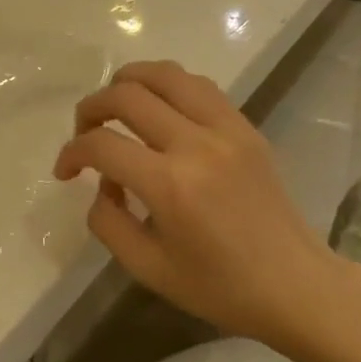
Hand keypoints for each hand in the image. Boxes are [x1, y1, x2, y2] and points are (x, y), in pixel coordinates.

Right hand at [53, 60, 360, 340]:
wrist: (295, 285)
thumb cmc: (220, 287)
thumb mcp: (148, 268)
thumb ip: (108, 222)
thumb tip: (101, 185)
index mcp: (170, 185)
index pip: (101, 144)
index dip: (71, 152)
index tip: (65, 171)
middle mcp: (196, 144)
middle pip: (127, 95)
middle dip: (91, 108)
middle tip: (84, 132)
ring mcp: (226, 129)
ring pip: (165, 74)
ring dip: (128, 81)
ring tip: (115, 106)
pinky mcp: (245, 126)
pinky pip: (198, 86)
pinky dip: (167, 86)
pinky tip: (159, 109)